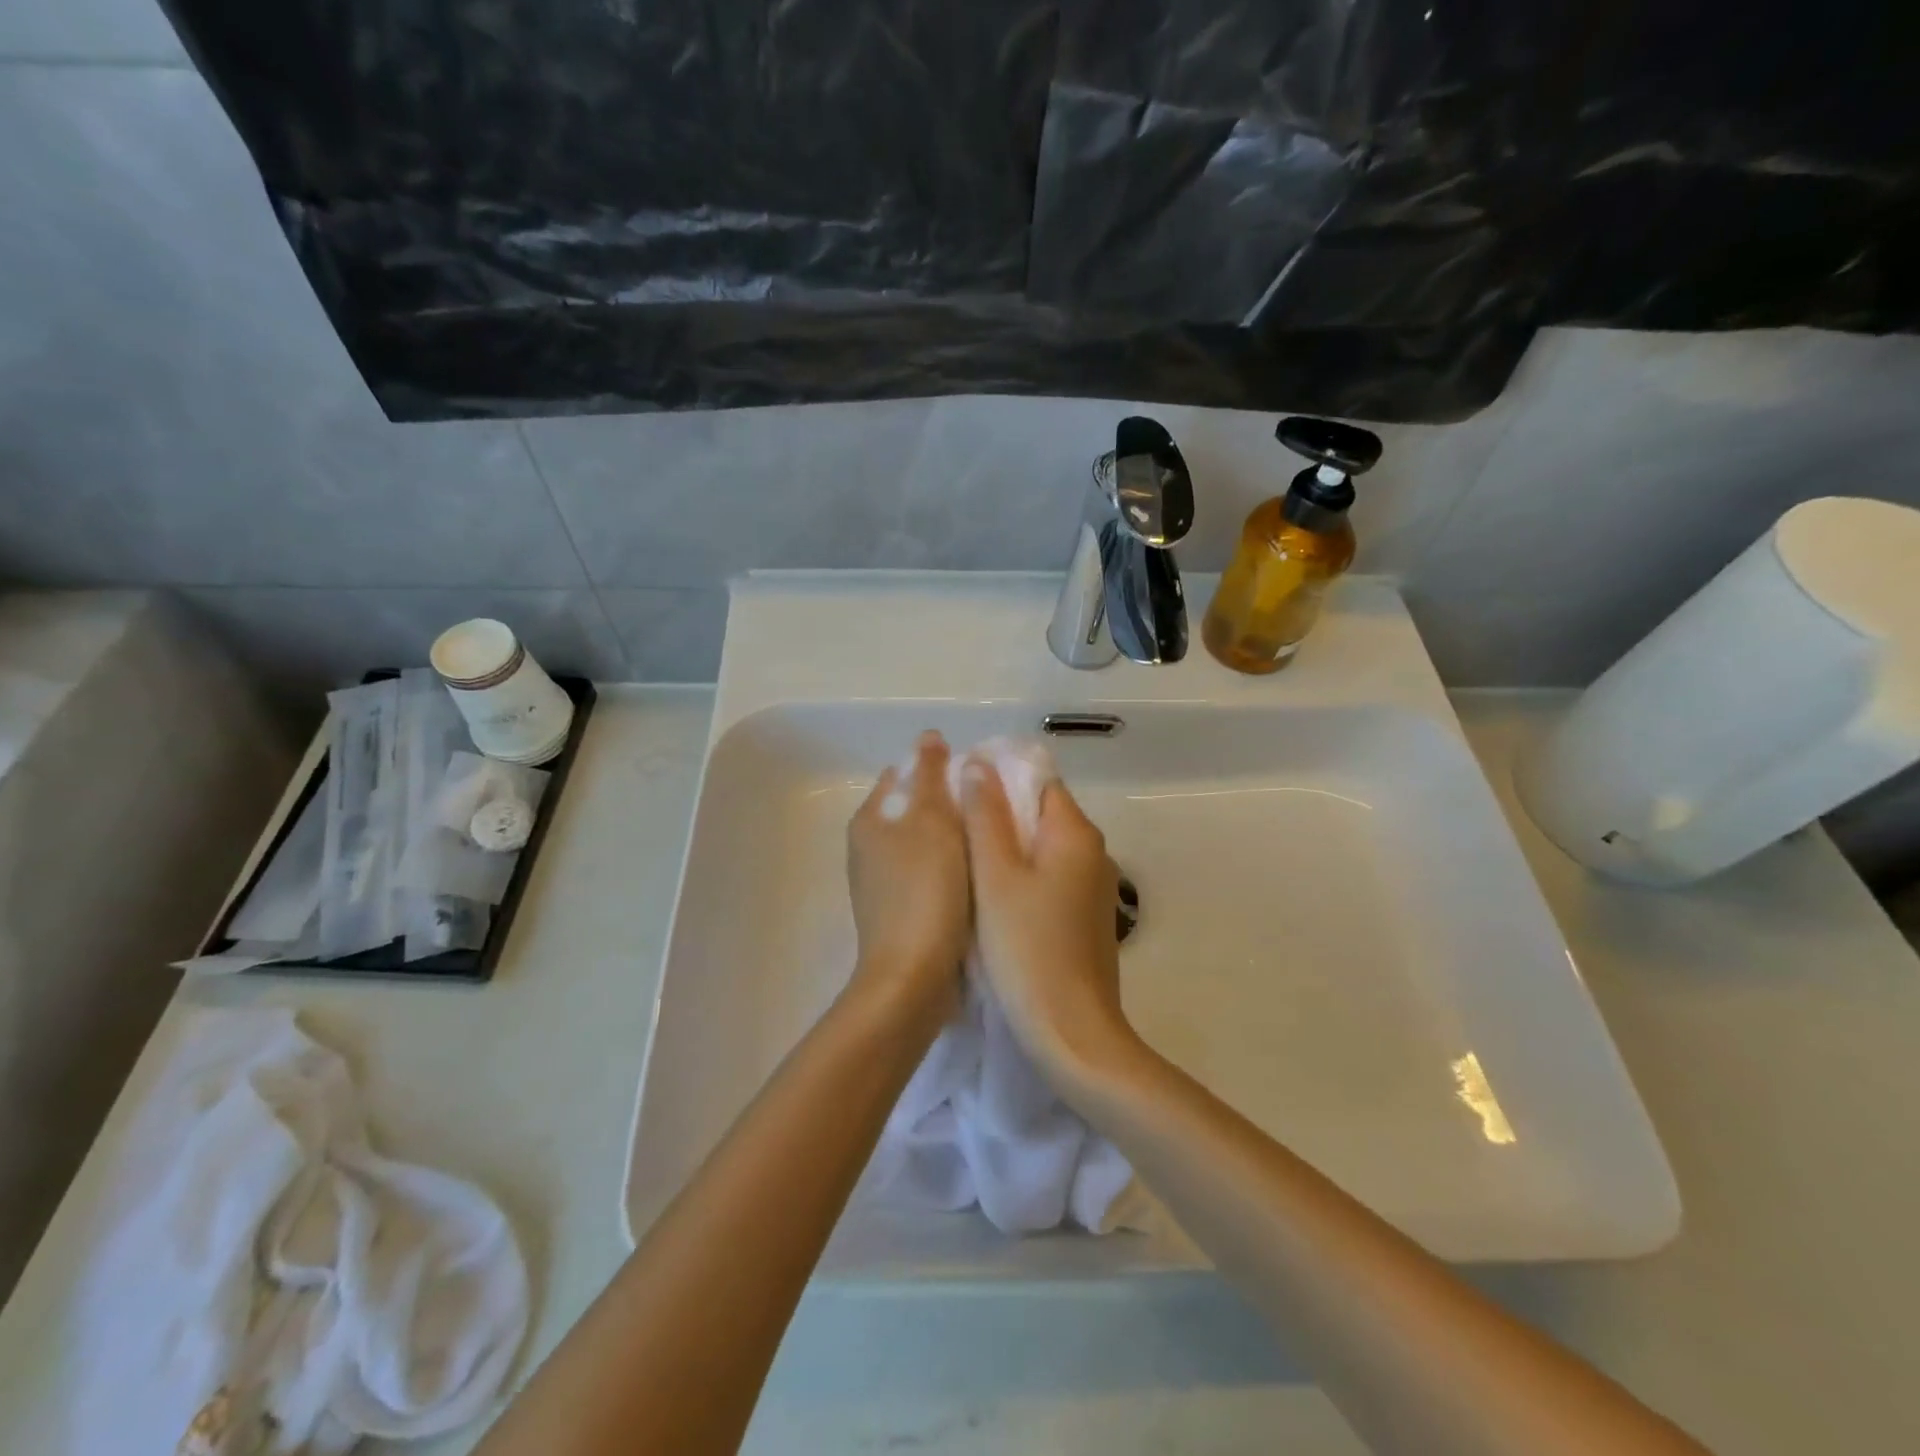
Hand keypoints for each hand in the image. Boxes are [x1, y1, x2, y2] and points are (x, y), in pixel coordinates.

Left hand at [845, 731, 971, 1025]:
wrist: (913, 976)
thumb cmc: (926, 890)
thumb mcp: (933, 820)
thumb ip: (931, 775)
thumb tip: (928, 737)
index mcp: (870, 819)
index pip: (904, 775)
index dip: (940, 769)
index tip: (978, 780)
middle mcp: (868, 846)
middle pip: (914, 809)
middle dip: (951, 805)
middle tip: (991, 810)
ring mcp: (881, 882)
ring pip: (924, 843)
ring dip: (953, 838)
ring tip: (990, 841)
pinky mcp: (898, 911)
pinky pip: (928, 873)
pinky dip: (950, 868)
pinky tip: (976, 877)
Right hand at [959, 762, 1138, 1082]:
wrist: (1072, 1033)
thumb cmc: (1027, 948)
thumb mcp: (995, 877)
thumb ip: (986, 816)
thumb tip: (978, 763)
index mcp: (1075, 833)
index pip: (1039, 781)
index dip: (999, 778)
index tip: (958, 789)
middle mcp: (1093, 852)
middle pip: (1041, 813)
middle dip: (998, 813)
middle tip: (951, 823)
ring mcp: (1093, 888)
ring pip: (1043, 849)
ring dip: (1007, 847)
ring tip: (962, 856)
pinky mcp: (1085, 918)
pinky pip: (1050, 878)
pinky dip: (1021, 876)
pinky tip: (990, 895)